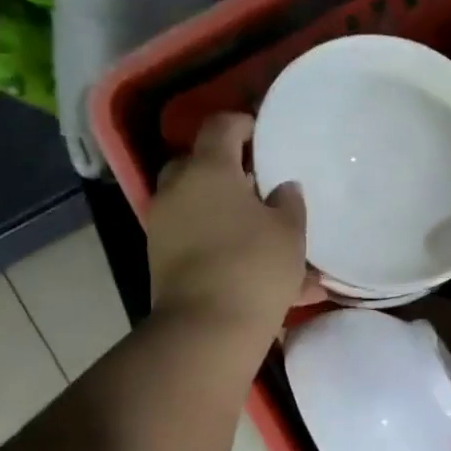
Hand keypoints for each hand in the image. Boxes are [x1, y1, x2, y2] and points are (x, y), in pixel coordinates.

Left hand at [146, 113, 322, 332]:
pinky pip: (194, 238)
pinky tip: (249, 265)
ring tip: (258, 232)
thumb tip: (283, 188)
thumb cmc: (255, 267)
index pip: (221, 127)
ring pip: (195, 205)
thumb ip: (289, 203)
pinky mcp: (161, 258)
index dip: (243, 124)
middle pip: (198, 164)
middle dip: (226, 170)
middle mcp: (177, 189)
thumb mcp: (289, 233)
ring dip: (222, 210)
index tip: (263, 134)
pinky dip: (217, 242)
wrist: (208, 326)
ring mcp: (164, 225)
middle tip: (257, 185)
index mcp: (209, 170)